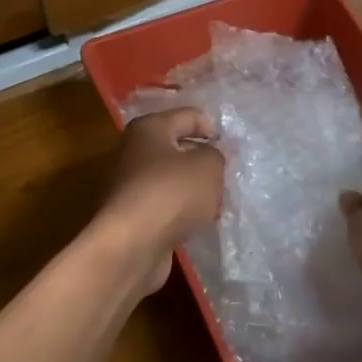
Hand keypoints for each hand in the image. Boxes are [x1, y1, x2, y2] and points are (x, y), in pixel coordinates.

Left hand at [99, 107, 225, 293]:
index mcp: (149, 129)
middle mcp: (133, 152)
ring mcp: (129, 185)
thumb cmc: (171, 193)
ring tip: (216, 202)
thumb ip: (215, 155)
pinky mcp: (131, 215)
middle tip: (227, 175)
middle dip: (203, 160)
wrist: (131, 245)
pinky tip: (197, 223)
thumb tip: (207, 158)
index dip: (212, 127)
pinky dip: (180, 211)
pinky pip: (164, 205)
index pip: (187, 116)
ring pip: (171, 179)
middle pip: (176, 148)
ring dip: (193, 189)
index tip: (231, 148)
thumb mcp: (208, 166)